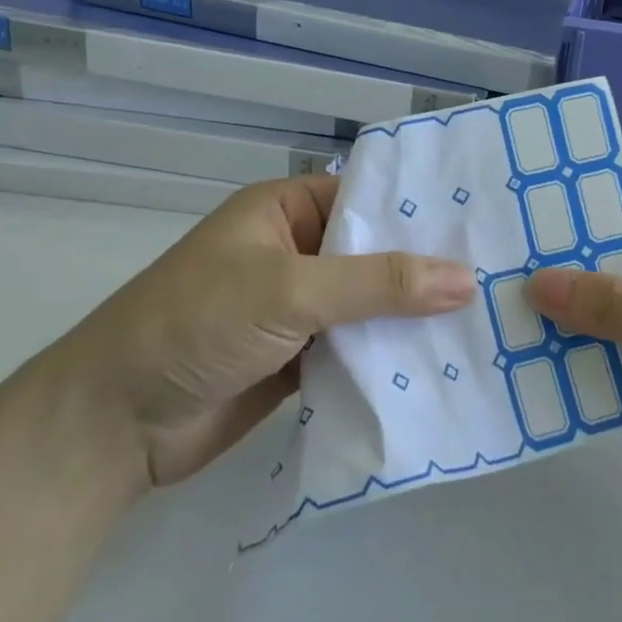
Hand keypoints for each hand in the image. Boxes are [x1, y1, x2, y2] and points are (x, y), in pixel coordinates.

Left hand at [60, 176, 474, 489]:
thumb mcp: (289, 290)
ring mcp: (298, 309)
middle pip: (374, 256)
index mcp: (287, 211)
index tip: (486, 224)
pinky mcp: (300, 360)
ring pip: (370, 307)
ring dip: (413, 319)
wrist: (115, 422)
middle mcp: (296, 252)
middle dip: (427, 270)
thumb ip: (377, 284)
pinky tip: (444, 366)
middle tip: (506, 277)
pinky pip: (356, 350)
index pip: (368, 198)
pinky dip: (389, 359)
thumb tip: (466, 278)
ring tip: (490, 323)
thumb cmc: (196, 324)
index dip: (422, 211)